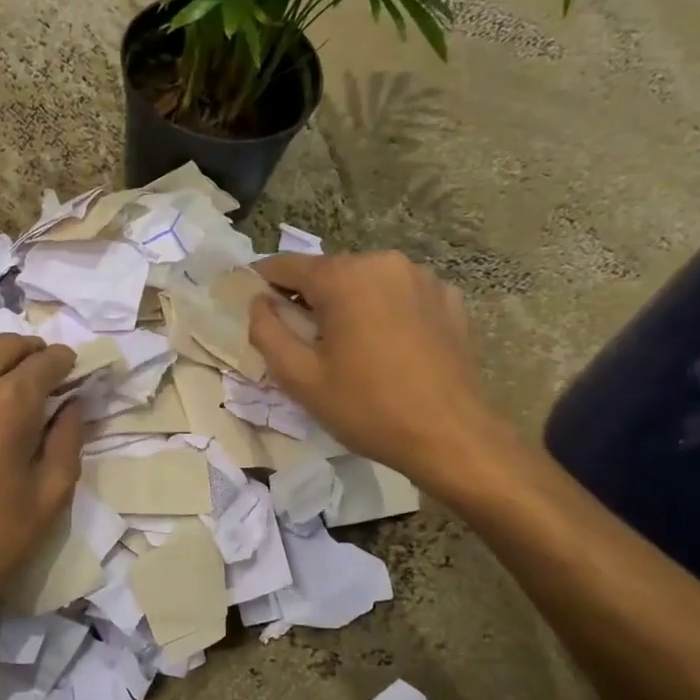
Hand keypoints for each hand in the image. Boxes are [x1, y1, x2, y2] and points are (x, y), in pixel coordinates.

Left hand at [0, 335, 81, 649]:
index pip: (44, 362)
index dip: (64, 361)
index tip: (73, 367)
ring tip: (5, 380)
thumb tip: (71, 406)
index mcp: (8, 403)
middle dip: (29, 350)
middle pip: (1, 345)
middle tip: (44, 369)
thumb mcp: (51, 496)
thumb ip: (68, 441)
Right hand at [248, 251, 521, 503]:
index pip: (288, 265)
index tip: (251, 300)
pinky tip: (387, 347)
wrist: (449, 436)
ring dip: (348, 305)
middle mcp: (384, 263)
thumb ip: (267, 332)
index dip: (263, 280)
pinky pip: (400, 295)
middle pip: (329, 273)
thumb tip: (259, 302)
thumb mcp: (300, 378)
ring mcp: (423, 278)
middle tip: (301, 340)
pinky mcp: (449, 298)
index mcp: (344, 278)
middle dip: (309, 299)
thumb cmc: (366, 408)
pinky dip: (384, 311)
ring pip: (366, 282)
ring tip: (348, 347)